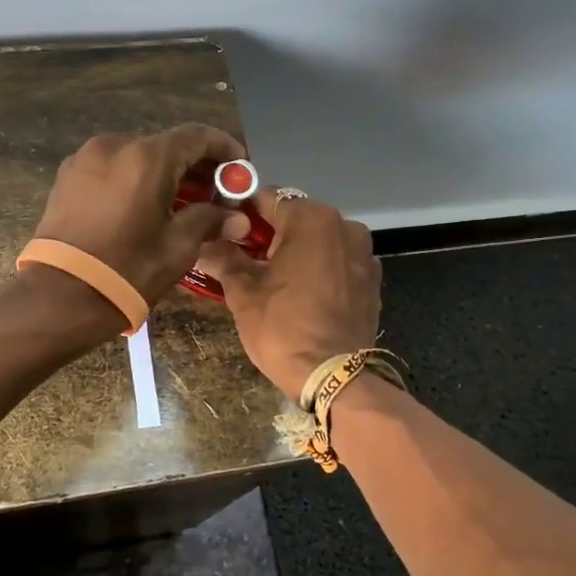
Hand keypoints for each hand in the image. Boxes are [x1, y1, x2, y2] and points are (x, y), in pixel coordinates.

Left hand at [31, 125, 250, 303]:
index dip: (224, 148)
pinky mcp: (67, 176)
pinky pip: (112, 168)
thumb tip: (237, 218)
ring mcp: (86, 158)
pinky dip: (134, 178)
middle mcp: (115, 145)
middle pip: (165, 145)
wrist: (60, 296)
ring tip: (180, 203)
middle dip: (194, 165)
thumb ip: (209, 221)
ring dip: (163, 172)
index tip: (240, 168)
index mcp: (146, 157)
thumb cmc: (127, 270)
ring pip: (136, 155)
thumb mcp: (178, 247)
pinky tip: (144, 206)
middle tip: (215, 193)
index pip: (197, 136)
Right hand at [196, 194, 380, 399]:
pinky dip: (318, 268)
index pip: (266, 197)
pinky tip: (301, 294)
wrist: (334, 377)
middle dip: (268, 233)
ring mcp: (364, 253)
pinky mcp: (372, 280)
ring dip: (294, 251)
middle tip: (242, 259)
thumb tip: (203, 243)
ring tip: (271, 279)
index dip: (240, 210)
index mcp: (311, 218)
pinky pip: (337, 262)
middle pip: (295, 217)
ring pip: (318, 240)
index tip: (223, 230)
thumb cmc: (283, 326)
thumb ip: (223, 258)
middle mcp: (344, 225)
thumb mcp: (242, 291)